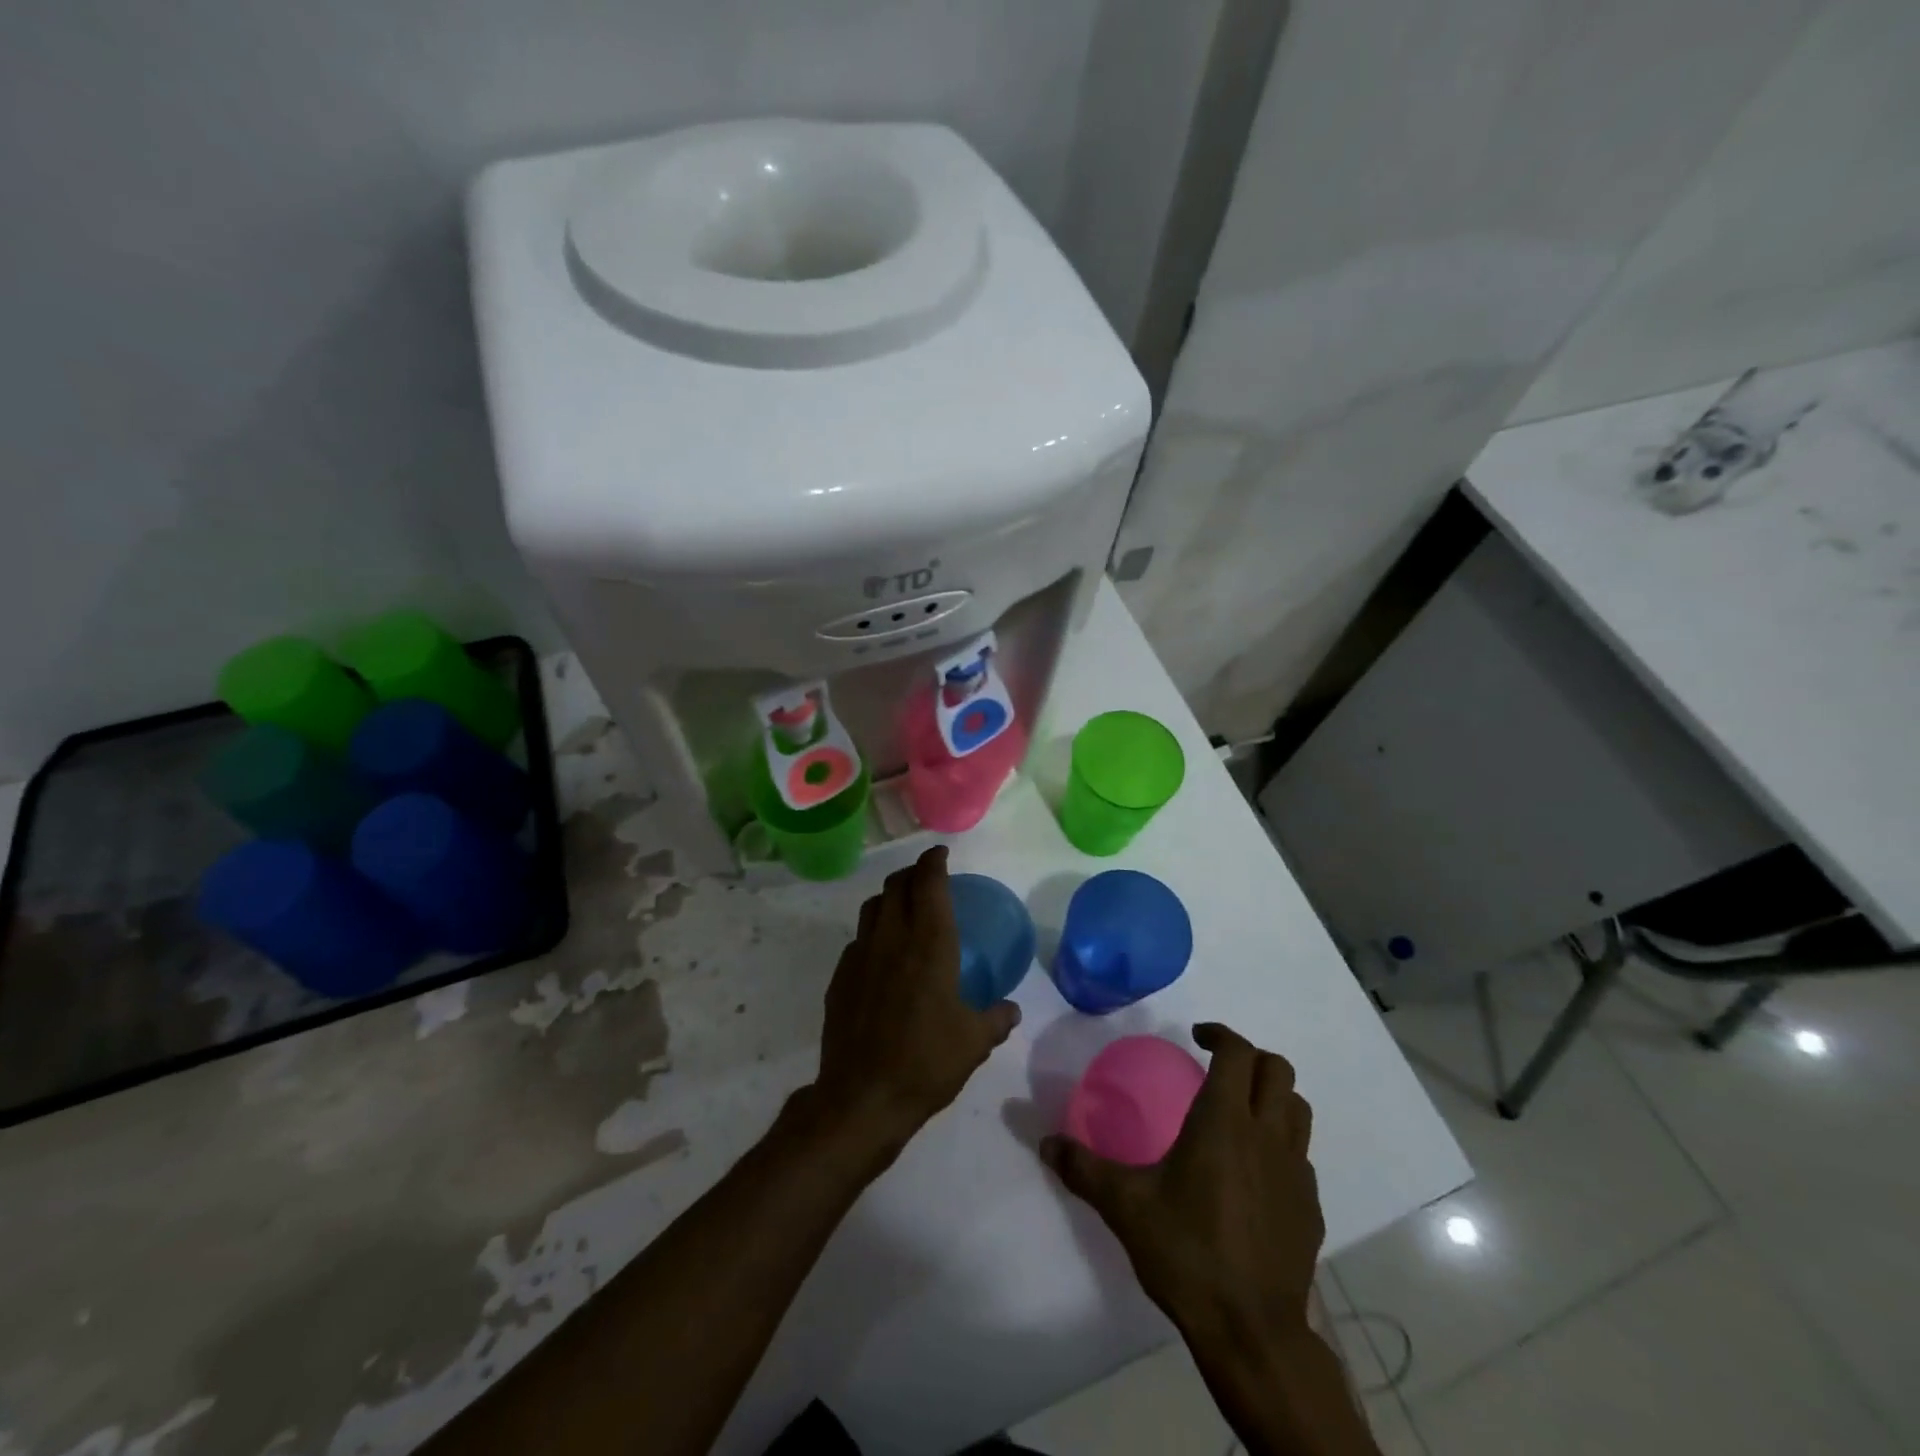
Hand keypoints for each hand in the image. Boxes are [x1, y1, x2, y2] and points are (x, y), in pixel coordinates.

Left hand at [812, 846, 1020, 1160]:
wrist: (862, 1098)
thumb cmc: (926, 1062)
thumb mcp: (974, 1043)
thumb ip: (996, 1019)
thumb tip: (1011, 1009)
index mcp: (929, 944)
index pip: (929, 883)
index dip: (933, 861)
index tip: (940, 854)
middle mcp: (892, 939)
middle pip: (896, 886)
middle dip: (911, 873)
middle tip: (926, 878)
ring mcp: (860, 956)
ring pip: (872, 908)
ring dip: (889, 898)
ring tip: (903, 908)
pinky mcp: (840, 978)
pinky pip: (858, 941)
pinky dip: (873, 933)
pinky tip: (882, 956)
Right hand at [1040, 1023, 1322, 1345]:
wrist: (1252, 1331)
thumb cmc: (1187, 1253)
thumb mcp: (1124, 1206)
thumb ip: (1082, 1167)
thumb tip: (1044, 1142)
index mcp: (1224, 1121)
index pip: (1237, 1052)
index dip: (1219, 1034)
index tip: (1196, 1037)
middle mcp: (1267, 1135)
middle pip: (1277, 1070)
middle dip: (1249, 1057)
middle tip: (1217, 1068)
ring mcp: (1296, 1172)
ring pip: (1297, 1109)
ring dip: (1272, 1096)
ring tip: (1240, 1111)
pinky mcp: (1310, 1207)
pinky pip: (1301, 1156)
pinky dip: (1281, 1144)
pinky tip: (1253, 1172)